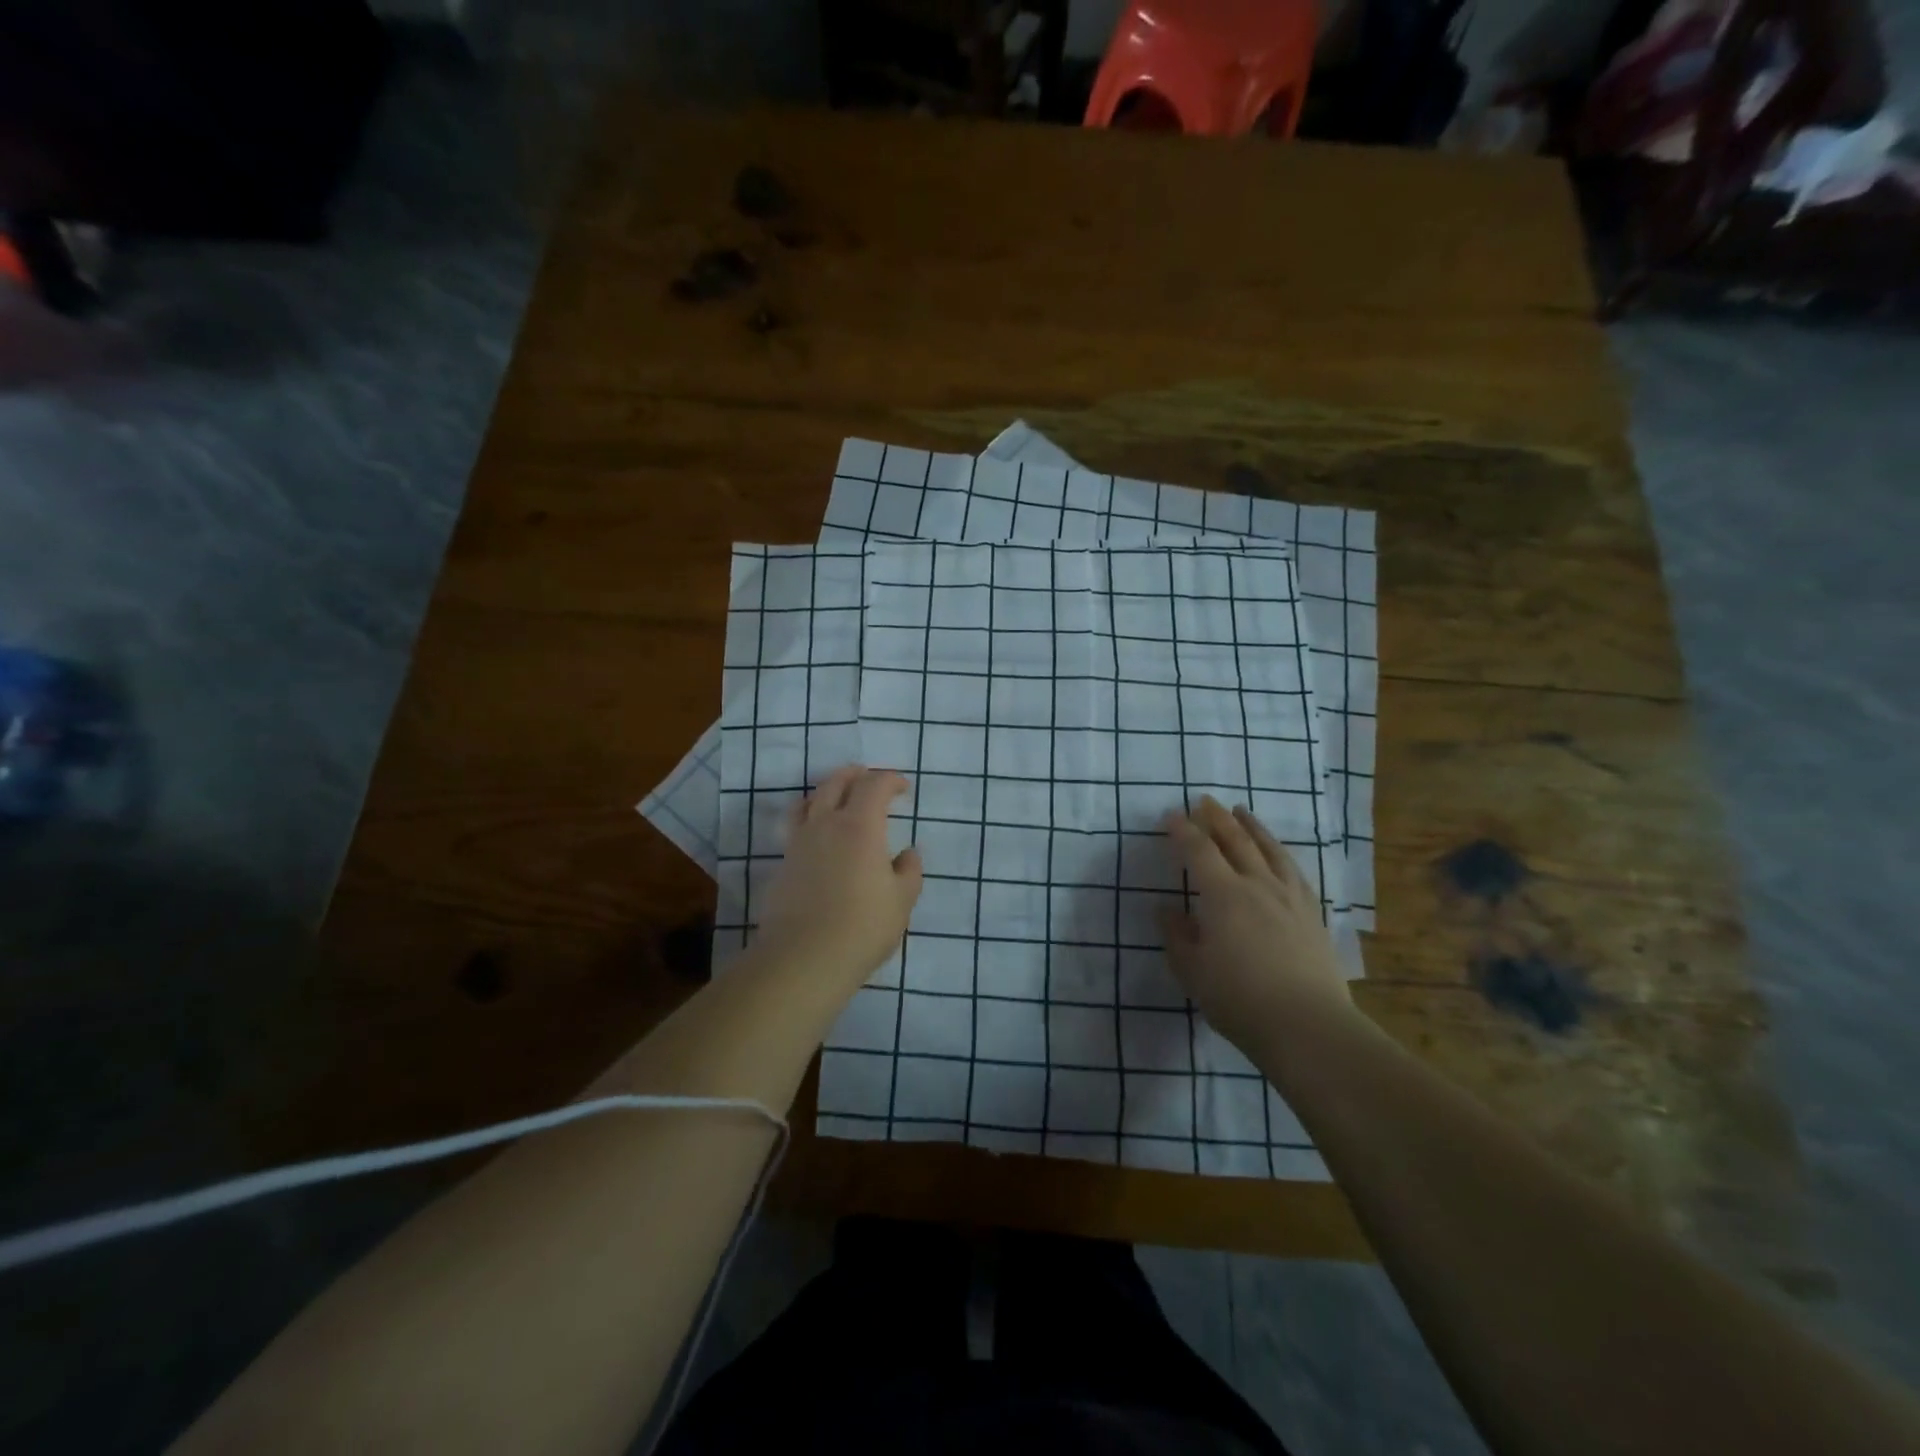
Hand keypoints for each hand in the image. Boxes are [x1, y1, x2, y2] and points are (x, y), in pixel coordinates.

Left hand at [754, 765, 923, 990]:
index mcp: (860, 826)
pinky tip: (819, 838)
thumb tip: (907, 853)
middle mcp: (826, 825)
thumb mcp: (901, 900)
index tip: (902, 788)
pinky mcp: (783, 865)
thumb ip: (909, 871)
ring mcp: (799, 844)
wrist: (804, 958)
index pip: (874, 786)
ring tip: (837, 797)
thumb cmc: (863, 926)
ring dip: (826, 791)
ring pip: (809, 801)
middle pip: (836, 783)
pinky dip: (810, 819)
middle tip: (867, 778)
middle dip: (855, 775)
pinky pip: (796, 828)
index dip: (890, 780)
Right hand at [1161, 798, 1354, 1055]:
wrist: (1308, 1026)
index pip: (1199, 851)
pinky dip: (1280, 854)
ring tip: (1242, 812)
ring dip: (1252, 827)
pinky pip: (1294, 871)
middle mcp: (1258, 886)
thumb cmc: (1239, 999)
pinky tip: (1279, 855)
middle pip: (1236, 841)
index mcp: (1223, 895)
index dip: (1182, 831)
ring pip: (1270, 850)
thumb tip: (1167, 909)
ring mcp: (1290, 898)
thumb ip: (1176, 935)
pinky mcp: (1313, 915)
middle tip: (1204, 801)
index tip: (1170, 816)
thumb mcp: (1192, 971)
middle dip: (1217, 818)